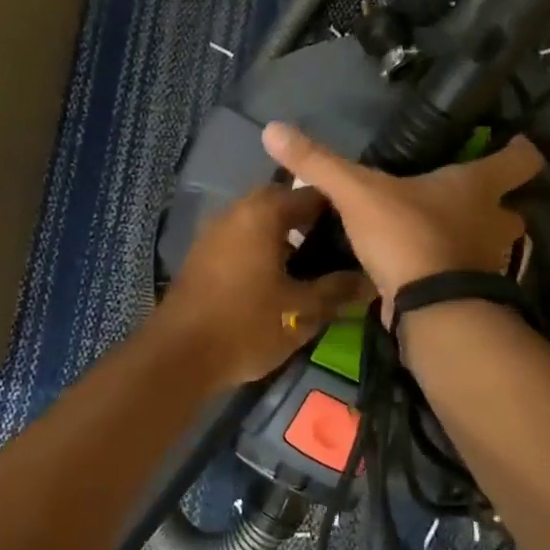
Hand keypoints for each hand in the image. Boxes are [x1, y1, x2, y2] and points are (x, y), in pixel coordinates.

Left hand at [155, 183, 371, 389]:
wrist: (179, 354)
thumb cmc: (246, 325)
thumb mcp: (301, 311)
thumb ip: (337, 290)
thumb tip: (370, 280)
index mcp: (263, 213)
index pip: (312, 194)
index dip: (340, 210)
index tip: (362, 229)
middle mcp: (236, 211)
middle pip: (282, 204)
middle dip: (311, 222)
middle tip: (339, 247)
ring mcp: (215, 232)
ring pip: (260, 222)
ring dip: (285, 236)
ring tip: (315, 264)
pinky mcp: (202, 255)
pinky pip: (242, 240)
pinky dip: (263, 250)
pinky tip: (280, 278)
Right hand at [261, 122, 544, 301]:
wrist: (429, 311)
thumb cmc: (407, 235)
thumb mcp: (356, 193)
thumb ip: (318, 163)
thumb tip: (272, 128)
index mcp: (476, 187)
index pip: (519, 161)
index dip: (518, 151)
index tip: (513, 144)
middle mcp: (495, 223)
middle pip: (511, 208)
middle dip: (494, 204)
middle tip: (463, 198)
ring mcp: (491, 263)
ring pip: (491, 245)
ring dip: (473, 239)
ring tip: (439, 234)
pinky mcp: (476, 296)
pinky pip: (468, 276)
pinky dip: (453, 271)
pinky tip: (425, 269)